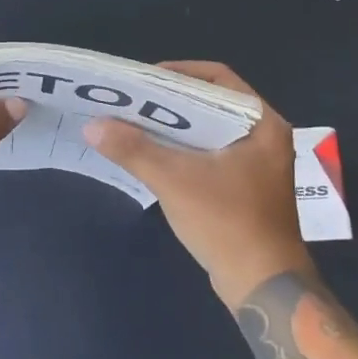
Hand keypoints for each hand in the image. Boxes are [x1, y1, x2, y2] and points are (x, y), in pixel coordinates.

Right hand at [83, 61, 308, 305]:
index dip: (178, 72)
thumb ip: (133, 149)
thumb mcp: (174, 180)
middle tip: (132, 100)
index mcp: (262, 123)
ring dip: (174, 127)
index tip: (144, 80)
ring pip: (209, 129)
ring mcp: (258, 163)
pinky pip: (211, 153)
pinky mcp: (246, 185)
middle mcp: (265, 136)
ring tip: (135, 122)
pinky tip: (154, 154)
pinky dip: (184, 149)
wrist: (262, 285)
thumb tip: (92, 125)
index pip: (218, 77)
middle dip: (170, 100)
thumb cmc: (227, 222)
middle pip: (211, 102)